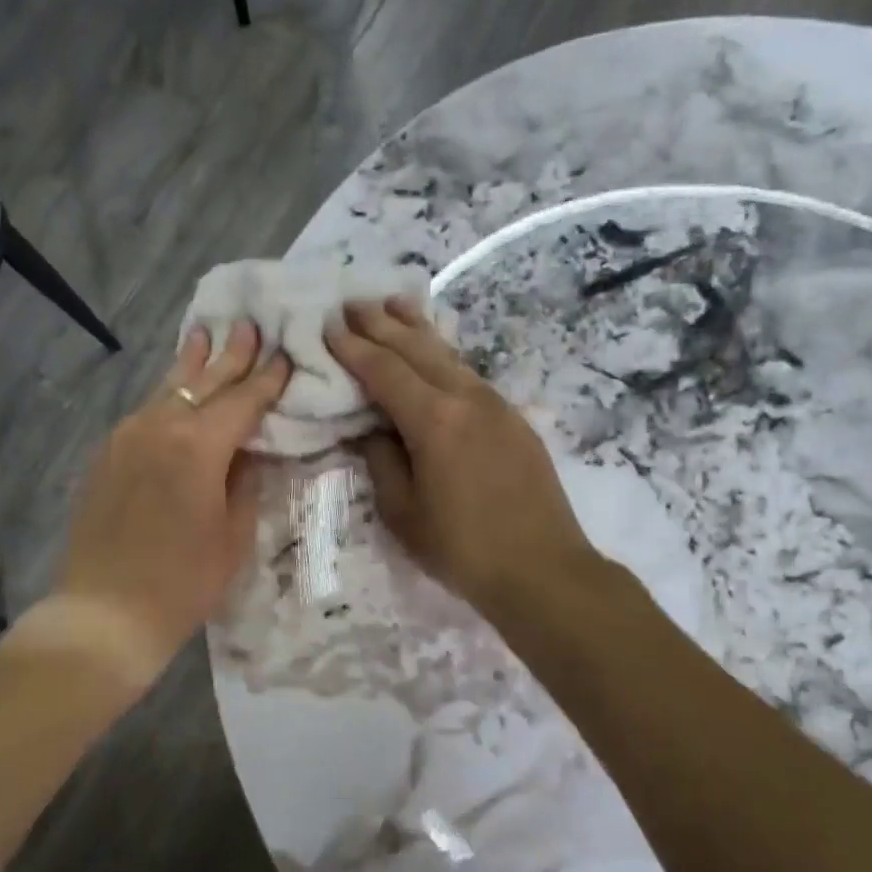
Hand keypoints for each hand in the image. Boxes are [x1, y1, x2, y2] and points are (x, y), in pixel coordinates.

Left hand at [54, 322, 289, 666]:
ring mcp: (127, 436)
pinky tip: (174, 389)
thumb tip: (246, 451)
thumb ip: (244, 480)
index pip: (243, 400)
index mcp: (199, 445)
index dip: (267, 378)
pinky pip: (146, 411)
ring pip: (168, 389)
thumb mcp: (234, 533)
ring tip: (206, 335)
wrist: (105, 611)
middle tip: (250, 325)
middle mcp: (160, 427)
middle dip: (231, 354)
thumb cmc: (183, 581)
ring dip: (192, 364)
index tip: (285, 354)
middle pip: (204, 382)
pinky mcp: (107, 453)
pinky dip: (167, 394)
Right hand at [325, 299, 597, 617]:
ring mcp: (496, 405)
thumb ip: (382, 461)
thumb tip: (372, 429)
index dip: (353, 347)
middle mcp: (466, 398)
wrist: (543, 569)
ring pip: (448, 354)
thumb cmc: (463, 548)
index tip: (329, 325)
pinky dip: (443, 354)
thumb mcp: (403, 512)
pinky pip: (468, 373)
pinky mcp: (514, 419)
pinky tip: (436, 351)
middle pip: (417, 349)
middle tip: (352, 302)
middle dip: (381, 324)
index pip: (384, 370)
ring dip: (416, 329)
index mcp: (434, 420)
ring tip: (393, 304)